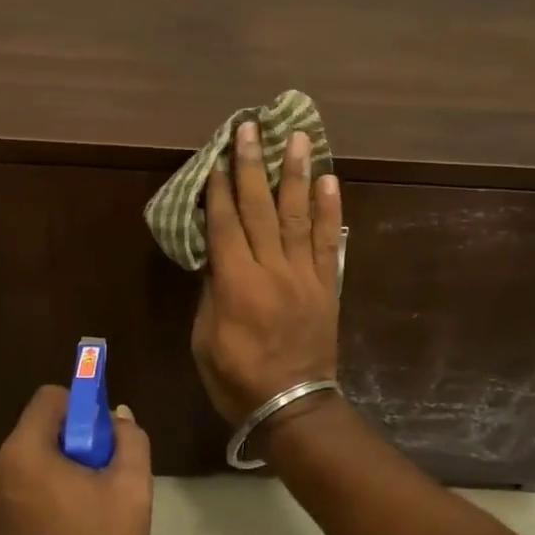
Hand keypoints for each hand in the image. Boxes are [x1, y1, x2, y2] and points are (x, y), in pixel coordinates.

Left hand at [0, 385, 152, 534]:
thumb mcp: (131, 488)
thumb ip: (129, 440)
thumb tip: (118, 417)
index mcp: (22, 451)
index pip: (50, 398)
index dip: (82, 408)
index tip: (102, 439)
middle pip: (40, 433)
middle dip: (72, 446)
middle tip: (101, 479)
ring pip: (31, 466)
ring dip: (57, 475)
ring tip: (87, 511)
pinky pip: (20, 495)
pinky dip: (42, 501)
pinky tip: (67, 532)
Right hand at [190, 123, 343, 428]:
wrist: (293, 406)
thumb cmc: (236, 377)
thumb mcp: (205, 339)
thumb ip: (210, 291)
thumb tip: (215, 253)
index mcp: (236, 284)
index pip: (225, 224)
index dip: (220, 188)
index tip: (218, 154)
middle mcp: (272, 270)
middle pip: (260, 209)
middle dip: (254, 165)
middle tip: (251, 127)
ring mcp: (304, 275)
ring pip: (297, 216)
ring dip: (296, 174)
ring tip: (299, 137)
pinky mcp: (326, 285)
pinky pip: (326, 241)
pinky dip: (327, 209)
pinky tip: (329, 180)